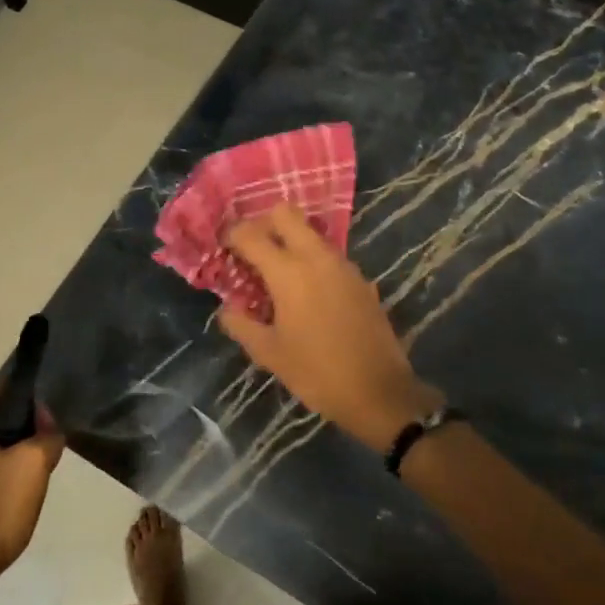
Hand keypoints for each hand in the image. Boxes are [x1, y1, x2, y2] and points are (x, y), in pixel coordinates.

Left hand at [0, 382, 64, 585]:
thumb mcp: (35, 465)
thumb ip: (48, 434)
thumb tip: (46, 422)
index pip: (0, 388)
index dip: (29, 397)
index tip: (50, 414)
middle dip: (19, 426)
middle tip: (45, 444)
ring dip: (6, 449)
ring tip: (31, 470)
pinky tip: (10, 490)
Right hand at [220, 205, 440, 450]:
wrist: (379, 391)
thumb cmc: (317, 372)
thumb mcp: (269, 354)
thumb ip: (241, 324)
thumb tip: (227, 309)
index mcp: (288, 272)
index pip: (251, 234)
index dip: (232, 235)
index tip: (224, 249)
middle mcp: (316, 257)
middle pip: (286, 214)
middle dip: (264, 224)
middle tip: (252, 251)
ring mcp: (343, 265)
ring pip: (310, 232)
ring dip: (290, 241)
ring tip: (276, 274)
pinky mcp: (360, 278)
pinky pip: (328, 254)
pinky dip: (311, 260)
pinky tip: (306, 292)